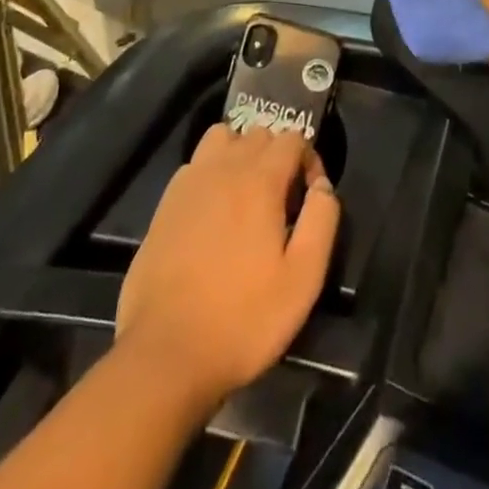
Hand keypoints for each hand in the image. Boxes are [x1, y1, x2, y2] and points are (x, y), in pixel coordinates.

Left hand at [115, 124, 338, 407]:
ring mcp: (190, 181)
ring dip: (241, 154)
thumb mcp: (303, 279)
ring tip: (247, 196)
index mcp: (260, 179)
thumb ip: (322, 221)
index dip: (309, 161)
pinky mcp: (165, 203)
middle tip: (282, 204)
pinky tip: (213, 212)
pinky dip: (211, 172)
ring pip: (223, 138)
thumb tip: (323, 186)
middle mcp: (224, 167)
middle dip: (277, 157)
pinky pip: (196, 164)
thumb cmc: (243, 319)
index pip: (292, 138)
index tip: (309, 200)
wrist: (165, 354)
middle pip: (259, 133)